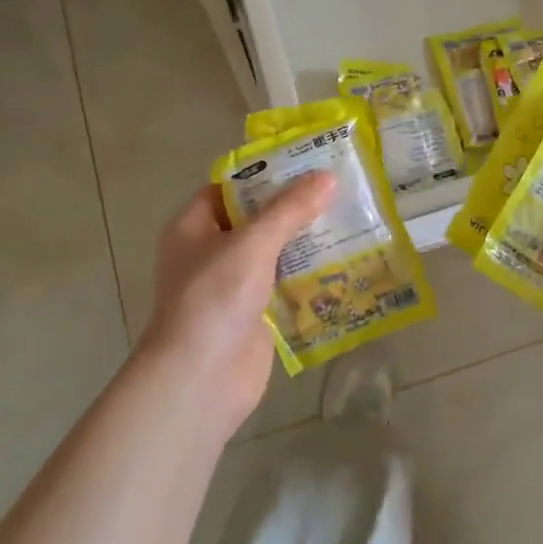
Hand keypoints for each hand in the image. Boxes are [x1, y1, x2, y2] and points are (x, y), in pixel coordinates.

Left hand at [139, 173, 336, 434]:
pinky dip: (307, 274)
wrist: (201, 380)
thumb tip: (326, 177)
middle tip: (337, 188)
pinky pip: (283, 284)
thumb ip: (289, 210)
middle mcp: (209, 252)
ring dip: (304, 241)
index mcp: (193, 227)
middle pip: (255, 219)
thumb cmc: (214, 299)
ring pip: (272, 252)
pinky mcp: (253, 315)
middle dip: (292, 207)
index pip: (229, 188)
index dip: (264, 174)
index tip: (305, 163)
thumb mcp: (252, 244)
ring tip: (348, 217)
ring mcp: (231, 286)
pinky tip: (343, 261)